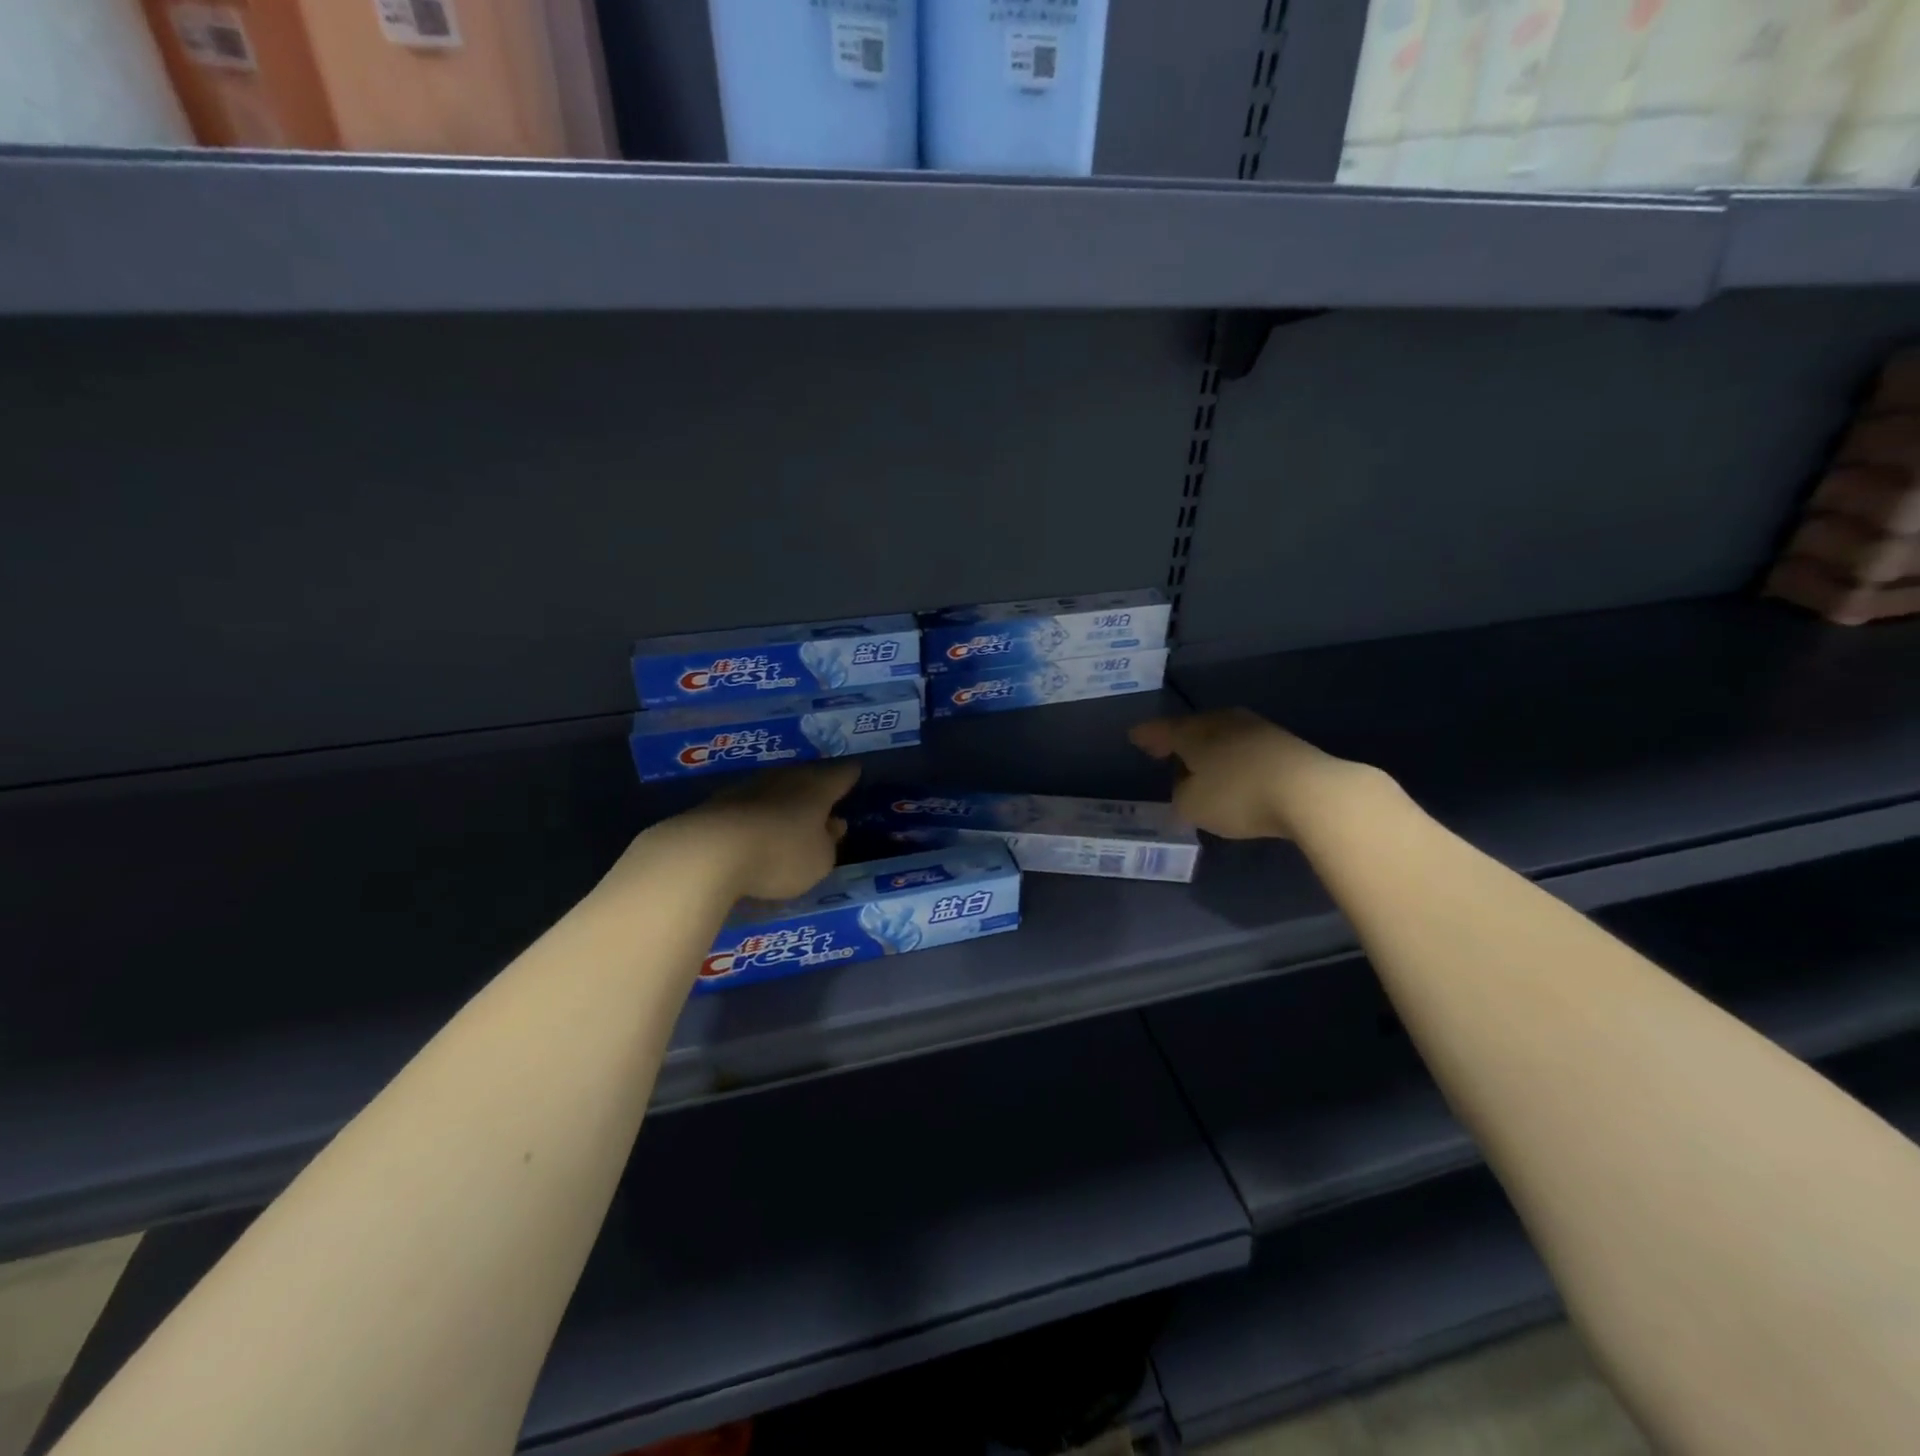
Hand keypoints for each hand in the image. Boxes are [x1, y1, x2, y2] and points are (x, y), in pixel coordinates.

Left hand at [670, 762, 859, 899]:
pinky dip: (756, 816)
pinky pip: (747, 807)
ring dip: (783, 802)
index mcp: (817, 789)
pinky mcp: (718, 805)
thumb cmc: (780, 854)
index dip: (849, 775)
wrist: (708, 851)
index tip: (855, 771)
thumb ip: (828, 843)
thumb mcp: (819, 861)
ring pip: (775, 790)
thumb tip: (833, 826)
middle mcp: (785, 780)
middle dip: (815, 788)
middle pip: (806, 779)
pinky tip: (755, 830)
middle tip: (824, 798)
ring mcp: (748, 789)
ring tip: (790, 817)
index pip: (840, 775)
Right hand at [1129, 708, 1384, 839]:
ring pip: (1221, 735)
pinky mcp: (1283, 743)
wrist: (1310, 791)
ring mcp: (1256, 728)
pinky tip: (1233, 771)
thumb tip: (1188, 786)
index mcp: (1193, 732)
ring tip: (1199, 764)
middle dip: (1178, 740)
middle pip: (1193, 728)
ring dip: (1208, 749)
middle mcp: (1222, 721)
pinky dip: (1232, 757)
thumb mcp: (1193, 806)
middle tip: (1165, 751)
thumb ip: (1182, 795)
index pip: (1161, 730)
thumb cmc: (1239, 795)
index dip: (1147, 736)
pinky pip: (1244, 747)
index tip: (1135, 737)